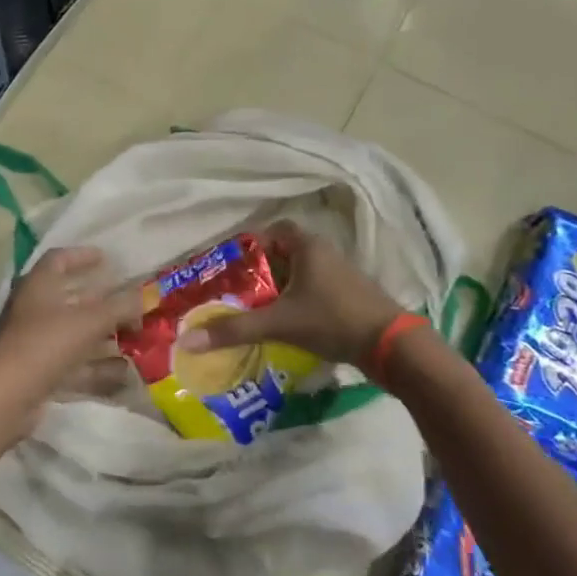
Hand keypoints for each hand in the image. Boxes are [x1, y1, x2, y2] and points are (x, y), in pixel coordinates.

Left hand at [0, 246, 140, 438]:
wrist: (6, 398)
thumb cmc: (44, 345)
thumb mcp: (88, 322)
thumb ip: (120, 307)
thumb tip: (148, 294)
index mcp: (38, 286)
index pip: (59, 259)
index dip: (82, 256)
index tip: (107, 259)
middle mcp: (34, 310)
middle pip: (70, 298)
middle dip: (102, 300)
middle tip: (131, 301)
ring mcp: (36, 343)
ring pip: (75, 333)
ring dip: (104, 334)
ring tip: (135, 336)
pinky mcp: (39, 371)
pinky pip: (74, 363)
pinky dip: (97, 365)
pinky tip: (123, 370)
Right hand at [175, 221, 400, 368]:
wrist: (390, 345)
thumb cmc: (332, 320)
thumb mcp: (279, 323)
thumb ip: (235, 329)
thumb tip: (187, 340)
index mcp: (309, 247)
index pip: (276, 230)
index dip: (253, 244)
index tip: (233, 266)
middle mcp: (326, 254)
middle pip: (286, 254)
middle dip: (261, 271)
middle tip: (237, 291)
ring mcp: (341, 277)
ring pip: (301, 275)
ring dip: (279, 289)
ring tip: (255, 310)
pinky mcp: (349, 298)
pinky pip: (314, 291)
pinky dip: (296, 302)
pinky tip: (284, 324)